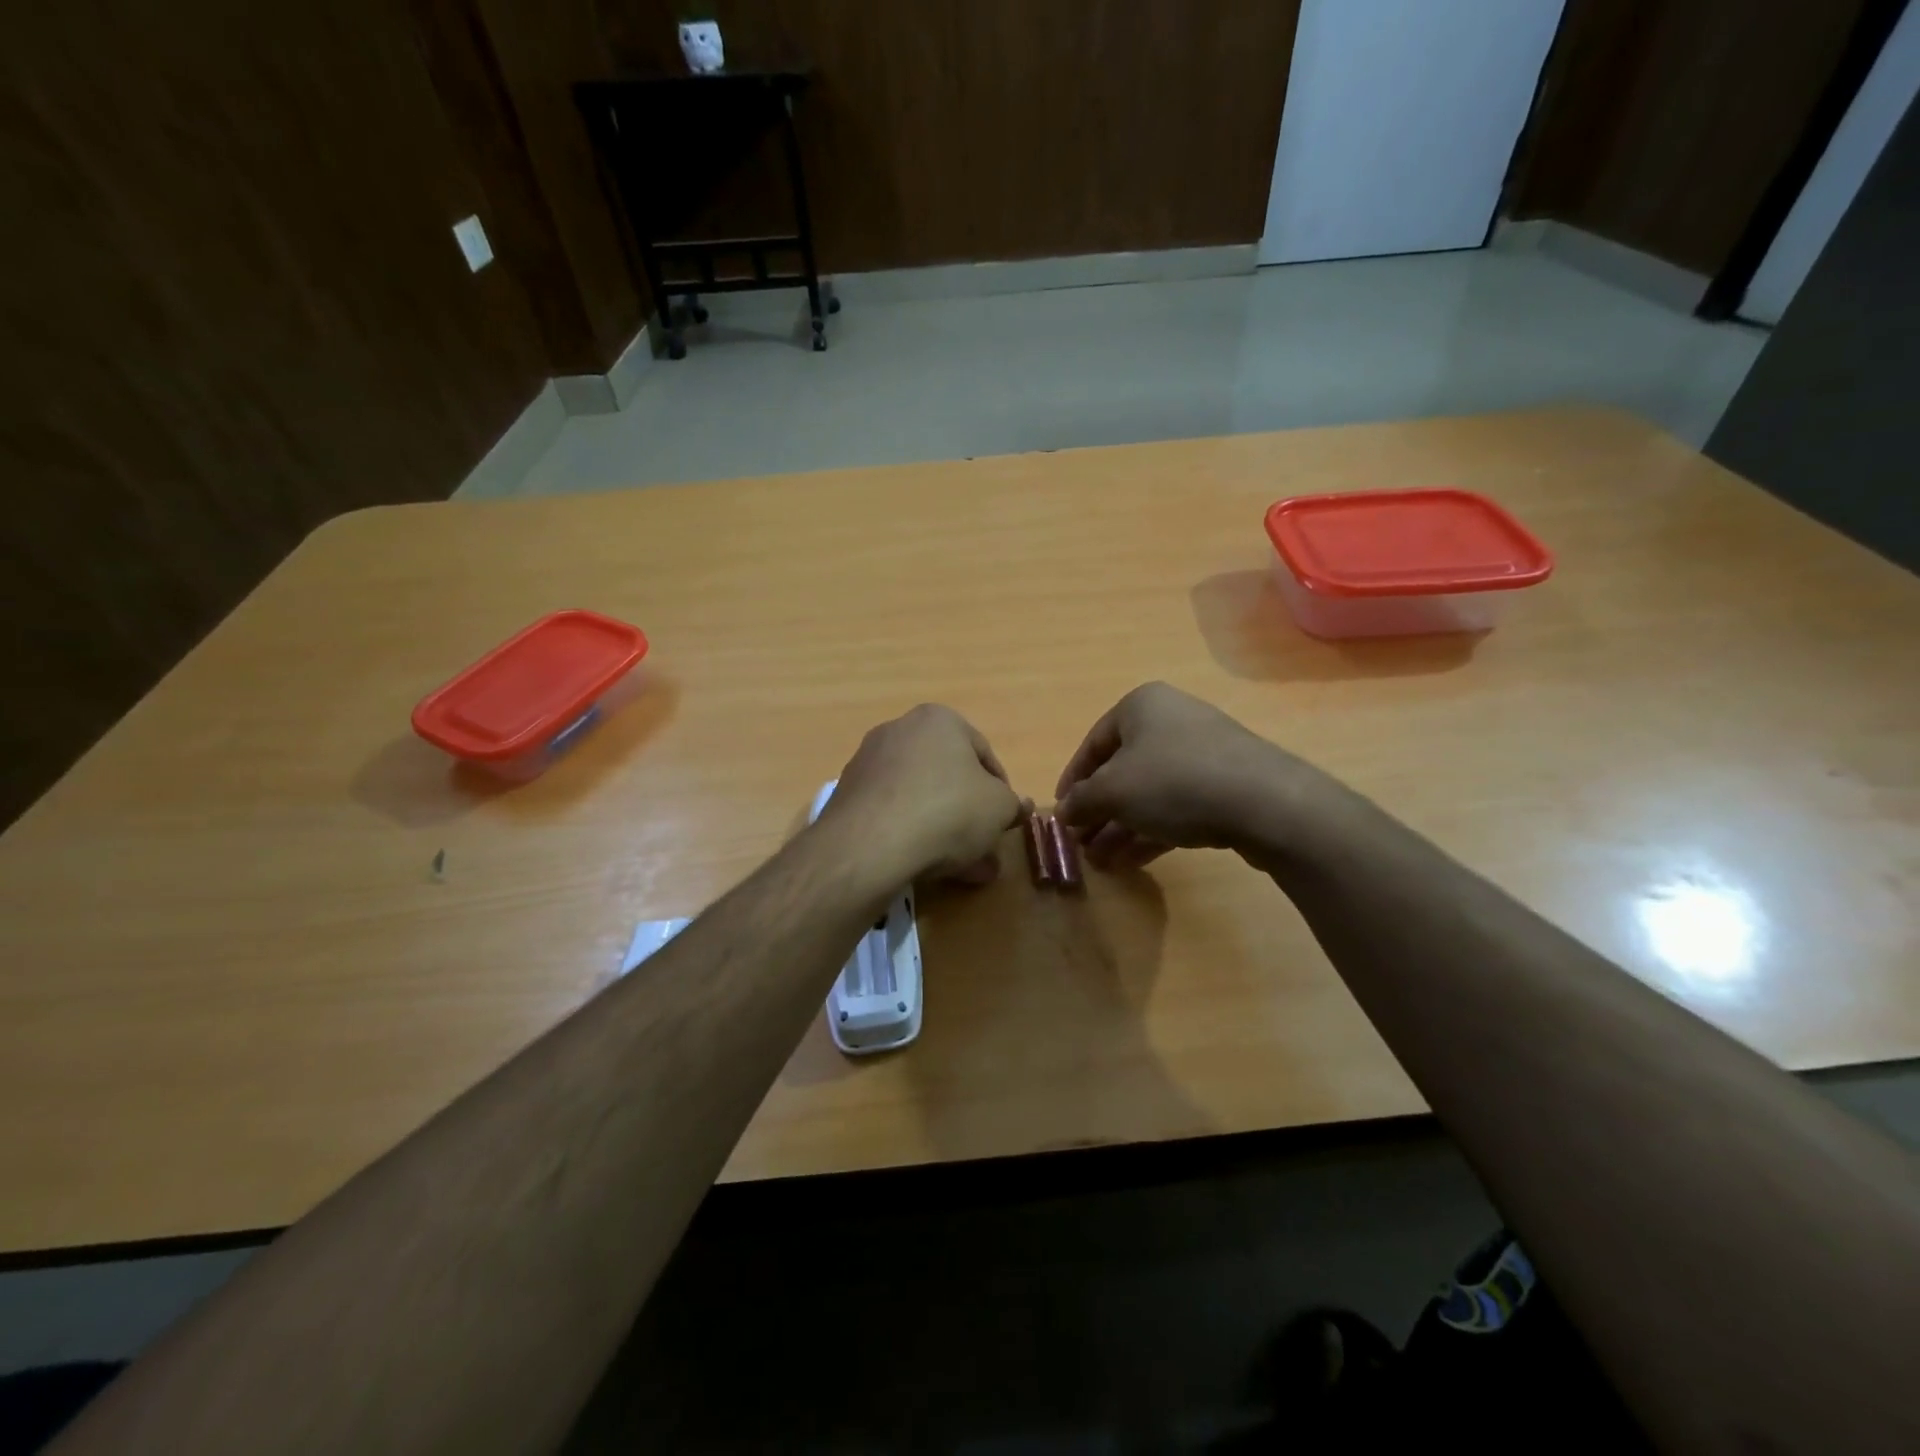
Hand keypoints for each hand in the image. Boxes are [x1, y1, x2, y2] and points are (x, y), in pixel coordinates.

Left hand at [823, 704, 1022, 884]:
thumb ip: (1012, 805)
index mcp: (939, 719)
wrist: (871, 844)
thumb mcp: (999, 808)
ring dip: (943, 830)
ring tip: (960, 869)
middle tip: (984, 849)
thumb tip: (1017, 807)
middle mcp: (899, 730)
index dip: (1001, 791)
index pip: (983, 754)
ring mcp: (868, 762)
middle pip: (947, 777)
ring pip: (920, 798)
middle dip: (969, 815)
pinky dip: (910, 834)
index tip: (1005, 821)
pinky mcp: (847, 795)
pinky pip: (892, 813)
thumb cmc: (948, 811)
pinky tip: (924, 866)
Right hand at [1055, 682, 1331, 869]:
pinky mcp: (1226, 785)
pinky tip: (1132, 860)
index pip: (1093, 743)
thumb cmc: (1174, 781)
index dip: (1072, 781)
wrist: (1264, 802)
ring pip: (1149, 792)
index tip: (1061, 814)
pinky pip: (1177, 806)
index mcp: (1141, 706)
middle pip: (1122, 770)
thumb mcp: (1112, 792)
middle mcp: (1172, 721)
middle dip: (1099, 811)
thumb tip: (1063, 813)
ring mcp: (1203, 753)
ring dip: (1121, 826)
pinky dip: (1151, 830)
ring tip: (1102, 861)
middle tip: (1081, 844)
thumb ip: (1081, 802)